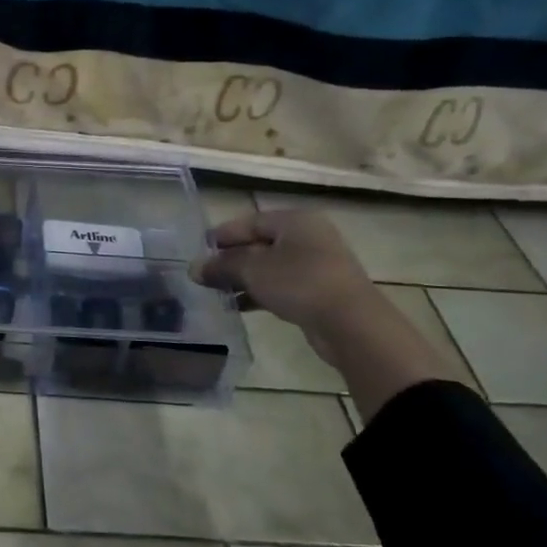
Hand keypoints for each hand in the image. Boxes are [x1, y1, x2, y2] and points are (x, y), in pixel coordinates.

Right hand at [190, 208, 378, 340]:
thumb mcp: (252, 270)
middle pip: (260, 244)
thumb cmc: (299, 283)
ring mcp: (318, 265)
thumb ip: (222, 266)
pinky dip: (261, 293)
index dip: (223, 235)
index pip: (250, 221)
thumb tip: (194, 268)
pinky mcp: (320, 291)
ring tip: (218, 293)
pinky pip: (283, 286)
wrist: (351, 324)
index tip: (200, 249)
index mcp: (295, 221)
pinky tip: (239, 306)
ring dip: (244, 279)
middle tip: (206, 274)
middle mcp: (309, 237)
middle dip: (231, 260)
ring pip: (270, 267)